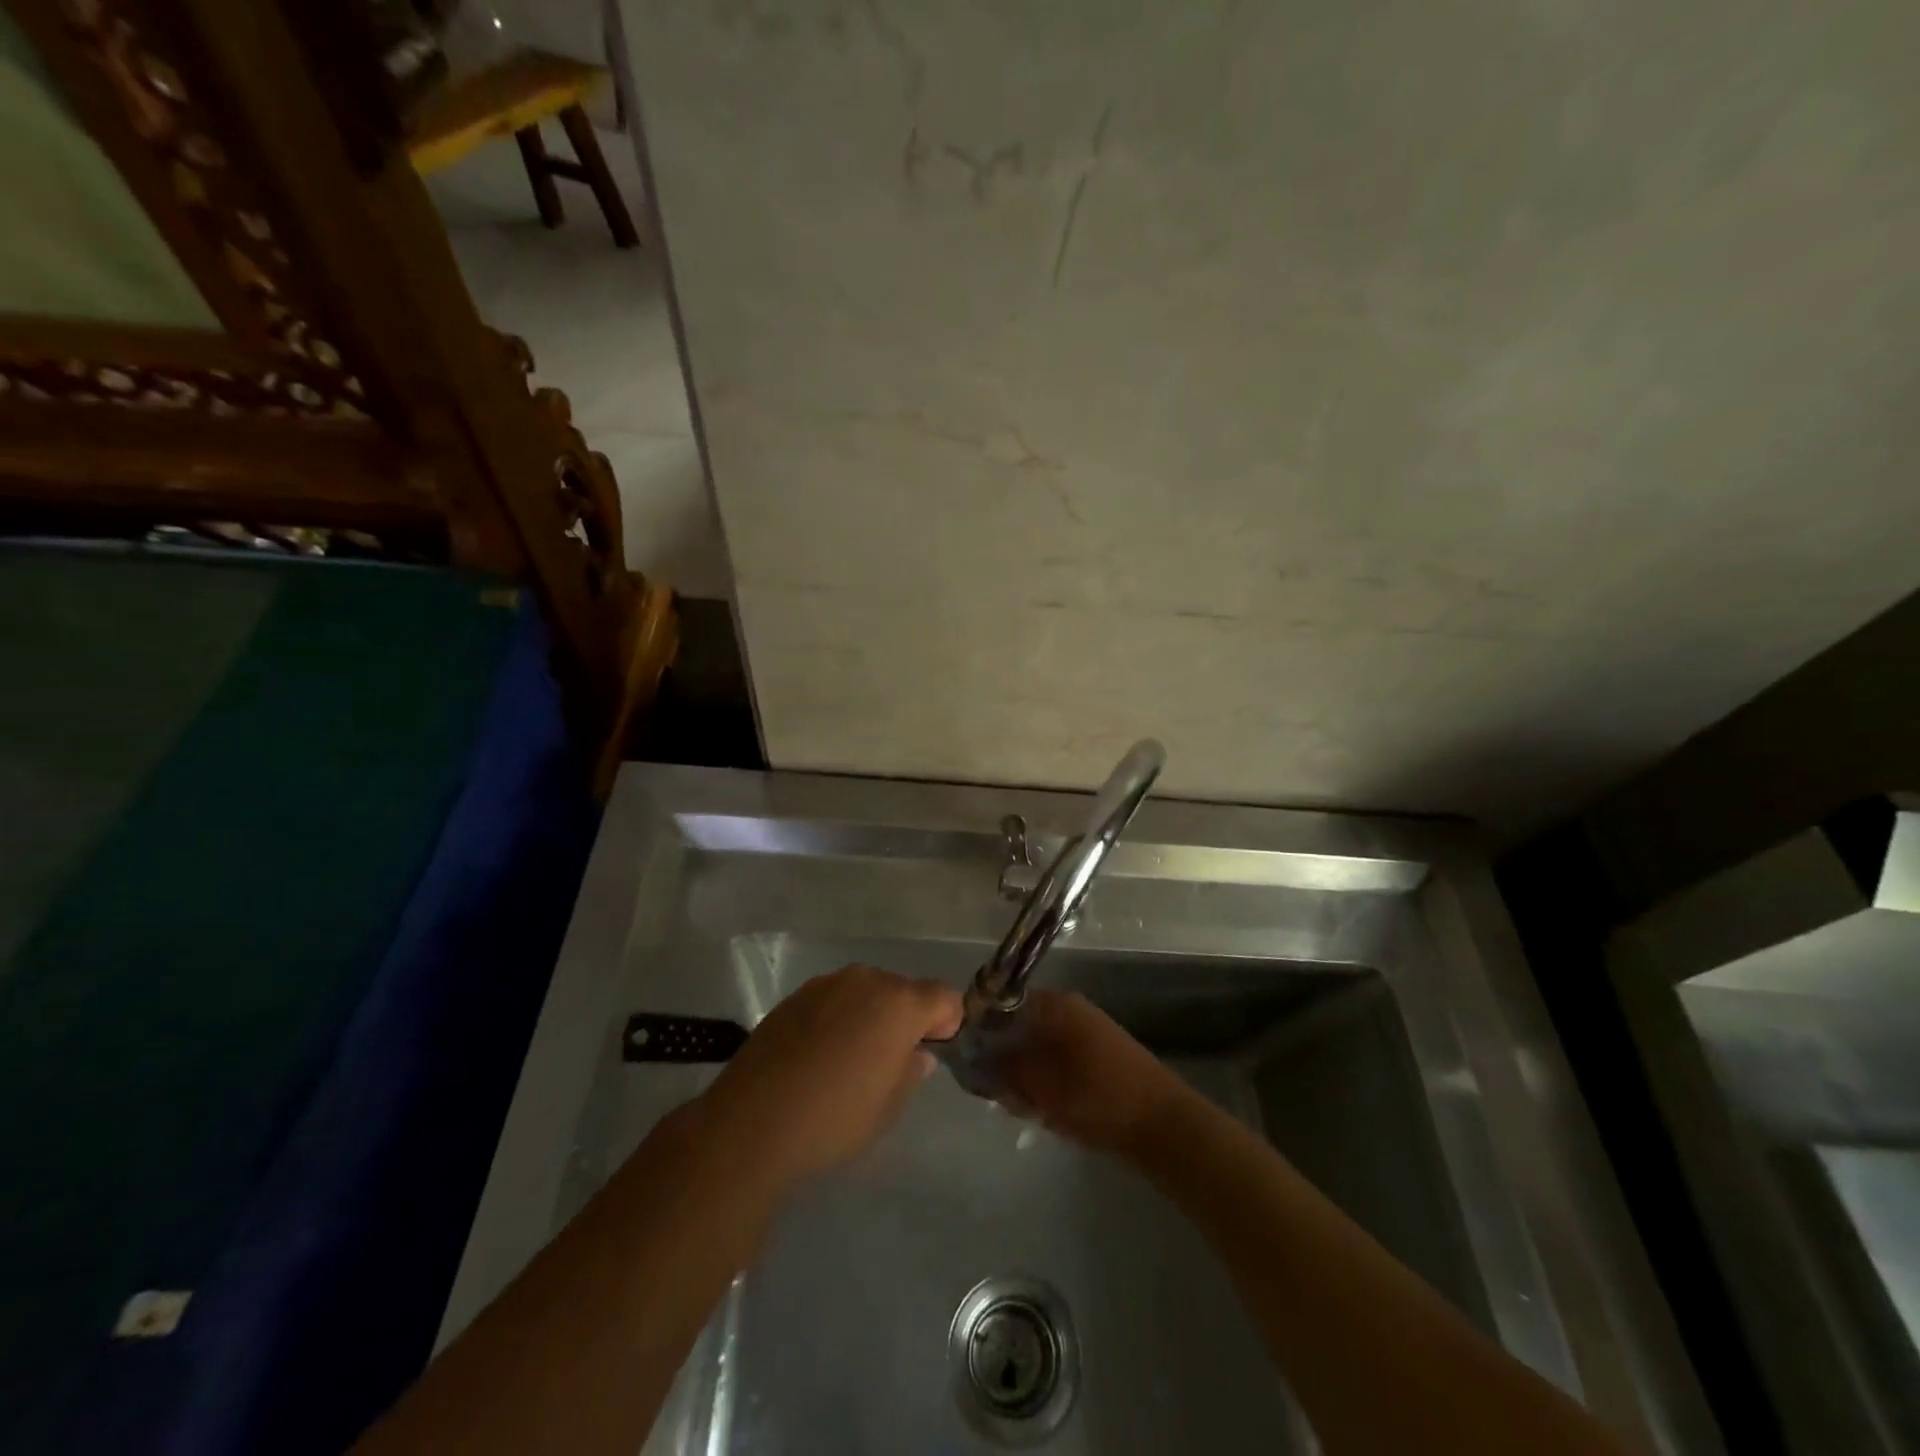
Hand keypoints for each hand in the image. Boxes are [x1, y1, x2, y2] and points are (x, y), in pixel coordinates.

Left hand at [698, 964, 962, 1190]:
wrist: (753, 1122)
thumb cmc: (835, 1118)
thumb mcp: (888, 1107)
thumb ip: (911, 1071)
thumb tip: (917, 1053)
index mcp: (900, 1003)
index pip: (944, 996)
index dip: (947, 1022)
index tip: (934, 1050)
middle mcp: (866, 980)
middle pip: (903, 990)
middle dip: (906, 1017)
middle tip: (892, 1060)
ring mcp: (827, 984)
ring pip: (866, 992)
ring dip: (870, 1015)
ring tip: (851, 1058)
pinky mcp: (795, 996)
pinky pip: (833, 1000)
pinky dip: (838, 1018)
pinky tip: (819, 1055)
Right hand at [994, 990, 1195, 1157]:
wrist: (1163, 1127)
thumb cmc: (1097, 1098)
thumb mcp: (1041, 1085)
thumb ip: (1004, 1068)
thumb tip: (975, 1058)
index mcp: (1056, 1005)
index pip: (1002, 1003)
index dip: (981, 1030)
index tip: (970, 1061)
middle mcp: (1069, 1011)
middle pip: (1018, 1028)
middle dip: (1005, 1062)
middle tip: (1005, 1095)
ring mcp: (1086, 1034)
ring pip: (1037, 1051)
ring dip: (1026, 1078)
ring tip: (1030, 1109)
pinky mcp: (1097, 1059)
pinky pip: (1057, 1065)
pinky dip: (1047, 1086)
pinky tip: (1049, 1113)